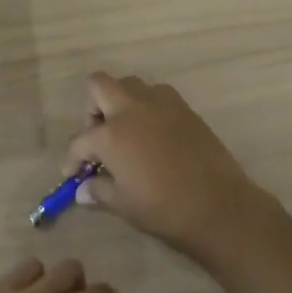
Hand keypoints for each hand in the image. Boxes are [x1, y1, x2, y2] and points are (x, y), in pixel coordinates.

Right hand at [64, 72, 275, 257]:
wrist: (218, 205)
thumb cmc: (163, 208)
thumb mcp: (123, 204)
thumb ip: (99, 190)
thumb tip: (83, 189)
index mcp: (110, 134)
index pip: (79, 140)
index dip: (73, 159)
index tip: (74, 173)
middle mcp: (131, 108)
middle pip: (99, 85)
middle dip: (93, 108)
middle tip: (99, 135)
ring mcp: (159, 103)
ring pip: (130, 84)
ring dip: (121, 101)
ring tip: (126, 132)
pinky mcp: (183, 107)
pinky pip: (157, 94)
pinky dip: (148, 106)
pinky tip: (153, 133)